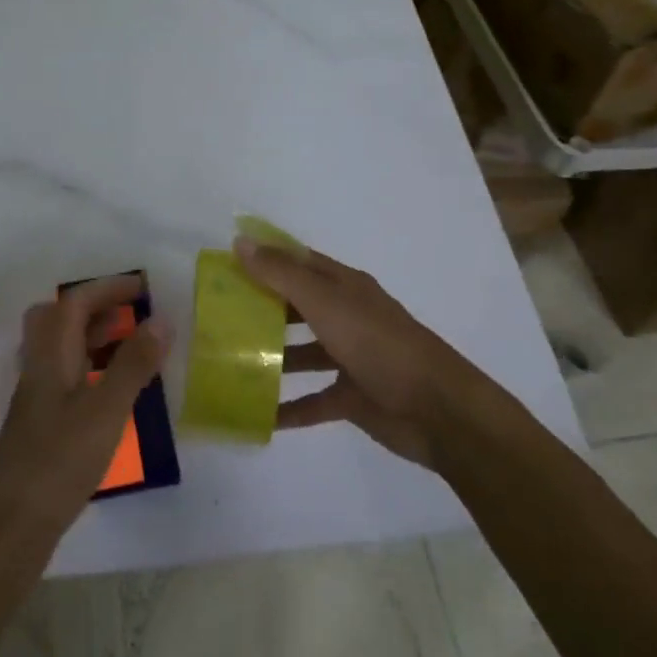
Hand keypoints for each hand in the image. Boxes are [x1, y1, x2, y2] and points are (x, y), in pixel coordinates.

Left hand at [0, 274, 169, 550]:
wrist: (6, 531)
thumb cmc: (57, 463)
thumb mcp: (104, 411)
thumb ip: (132, 365)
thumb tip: (161, 319)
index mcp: (49, 357)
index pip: (74, 303)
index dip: (107, 289)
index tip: (144, 289)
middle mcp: (38, 371)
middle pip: (58, 322)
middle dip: (95, 309)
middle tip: (132, 316)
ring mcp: (35, 402)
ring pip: (61, 353)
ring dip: (93, 340)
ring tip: (131, 349)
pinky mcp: (39, 430)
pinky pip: (66, 381)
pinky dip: (91, 373)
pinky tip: (112, 397)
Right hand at [236, 237, 472, 468]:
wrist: (437, 410)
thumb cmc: (378, 344)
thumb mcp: (325, 303)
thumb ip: (282, 274)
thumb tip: (241, 241)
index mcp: (344, 287)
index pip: (299, 262)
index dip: (266, 258)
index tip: (226, 263)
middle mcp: (346, 317)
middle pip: (297, 307)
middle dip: (261, 309)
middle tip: (218, 316)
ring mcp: (350, 358)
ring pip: (302, 353)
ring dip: (271, 358)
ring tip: (230, 364)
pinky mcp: (353, 397)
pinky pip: (313, 401)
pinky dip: (288, 408)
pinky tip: (257, 415)